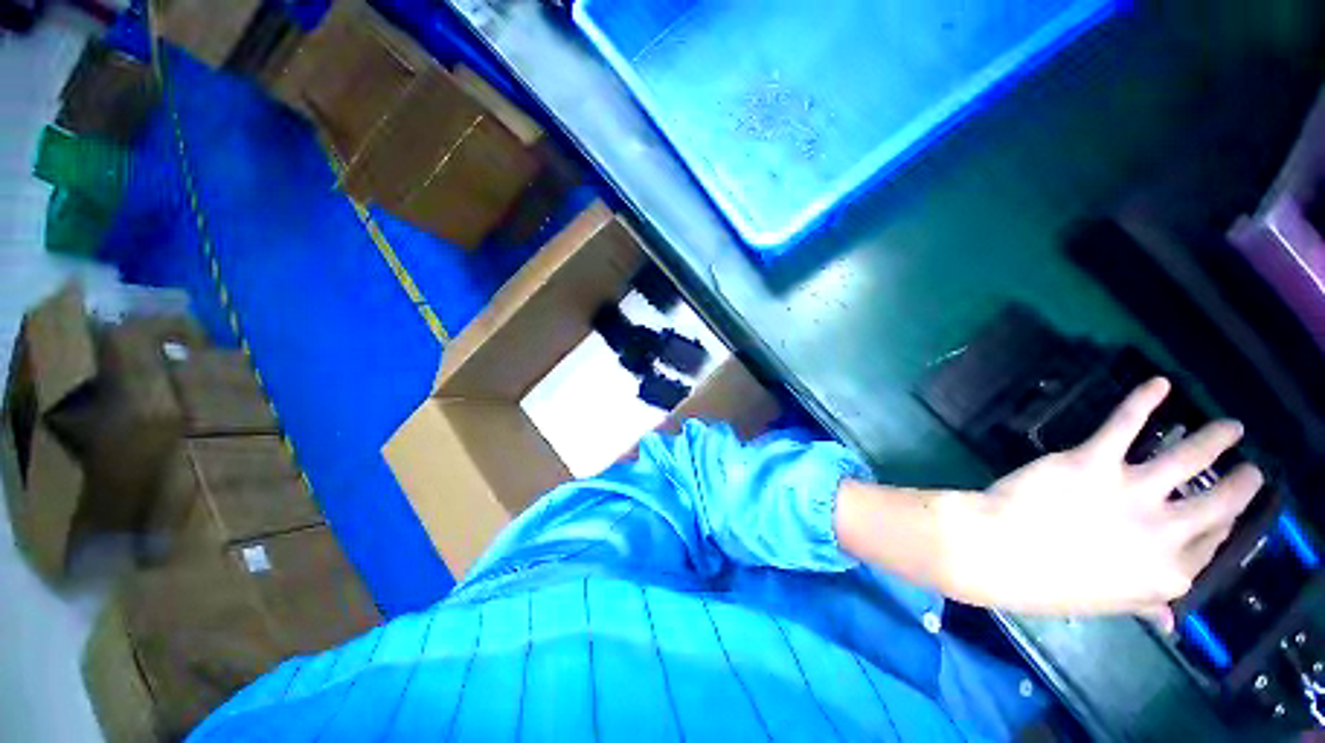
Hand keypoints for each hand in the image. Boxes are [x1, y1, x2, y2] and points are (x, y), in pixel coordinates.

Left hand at [947, 378, 1262, 628]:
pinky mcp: (1092, 461)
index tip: (1229, 514)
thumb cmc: (1045, 585)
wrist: (995, 551)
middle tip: (1253, 470)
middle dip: (1240, 485)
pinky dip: (1142, 401)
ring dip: (1214, 439)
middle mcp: (1164, 533)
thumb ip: (1143, 604)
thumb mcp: (1104, 605)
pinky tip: (1159, 384)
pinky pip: (1124, 424)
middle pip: (1218, 504)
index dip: (1222, 526)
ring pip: (1188, 458)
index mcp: (1168, 574)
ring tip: (1231, 427)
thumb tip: (1168, 619)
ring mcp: (1131, 493)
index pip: (1212, 545)